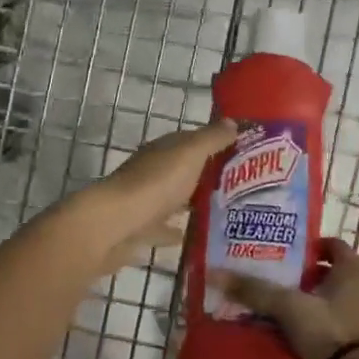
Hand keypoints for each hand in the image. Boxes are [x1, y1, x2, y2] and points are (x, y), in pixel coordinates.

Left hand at [74, 119, 236, 263]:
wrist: (114, 226)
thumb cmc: (156, 183)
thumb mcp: (190, 153)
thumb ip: (212, 138)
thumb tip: (233, 121)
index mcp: (163, 150)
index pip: (192, 141)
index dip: (215, 144)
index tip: (243, 153)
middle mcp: (152, 171)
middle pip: (184, 170)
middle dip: (208, 175)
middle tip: (243, 186)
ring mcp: (144, 201)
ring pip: (174, 199)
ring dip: (193, 203)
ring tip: (227, 212)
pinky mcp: (139, 230)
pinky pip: (164, 228)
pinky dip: (178, 231)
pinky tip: (197, 237)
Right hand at [212, 238, 358, 358]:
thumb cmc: (329, 330)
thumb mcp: (289, 307)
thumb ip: (256, 291)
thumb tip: (215, 273)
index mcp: (351, 268)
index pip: (329, 244)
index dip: (305, 245)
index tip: (279, 251)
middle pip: (325, 272)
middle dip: (298, 275)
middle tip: (268, 277)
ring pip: (325, 299)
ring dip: (302, 301)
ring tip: (270, 305)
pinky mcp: (354, 339)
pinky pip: (327, 322)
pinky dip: (309, 323)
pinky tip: (284, 332)